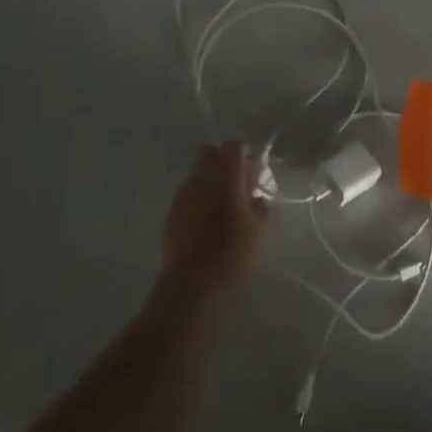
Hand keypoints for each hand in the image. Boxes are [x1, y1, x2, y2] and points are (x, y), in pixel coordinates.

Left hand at [160, 142, 268, 302]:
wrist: (190, 285)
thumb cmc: (231, 253)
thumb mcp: (257, 231)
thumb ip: (259, 207)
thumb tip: (256, 198)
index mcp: (224, 175)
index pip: (234, 147)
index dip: (246, 155)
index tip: (255, 173)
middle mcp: (200, 177)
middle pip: (210, 152)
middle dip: (224, 162)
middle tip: (239, 185)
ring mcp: (183, 194)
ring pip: (197, 173)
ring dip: (210, 181)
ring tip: (224, 207)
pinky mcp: (172, 213)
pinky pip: (188, 194)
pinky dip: (199, 199)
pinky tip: (207, 222)